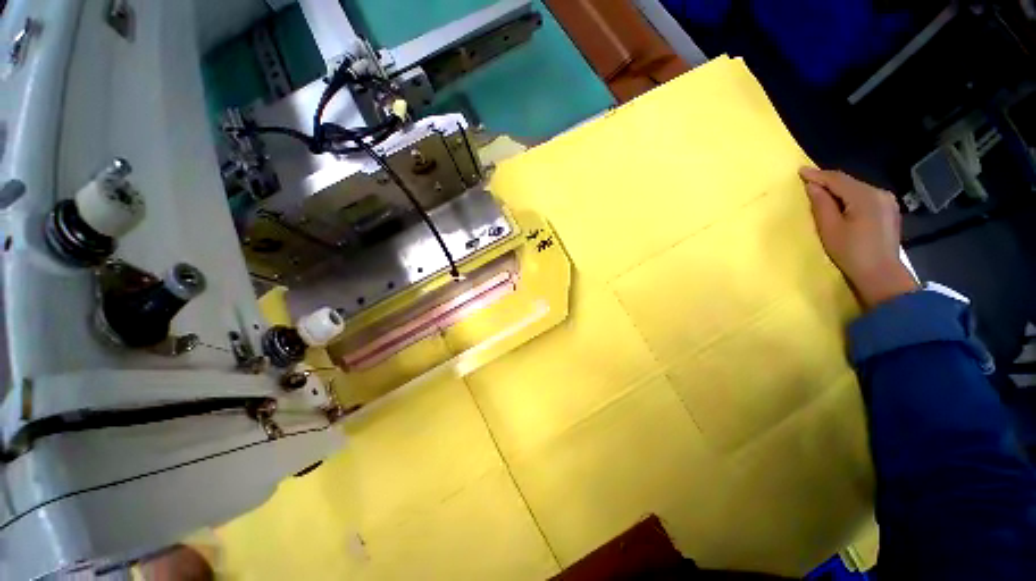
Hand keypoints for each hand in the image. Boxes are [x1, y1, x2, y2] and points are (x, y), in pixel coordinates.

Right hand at [800, 167, 917, 308]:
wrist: (881, 274)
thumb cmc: (851, 252)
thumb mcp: (830, 228)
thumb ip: (822, 204)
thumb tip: (813, 186)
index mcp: (865, 196)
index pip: (837, 179)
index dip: (817, 175)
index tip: (799, 171)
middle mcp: (879, 193)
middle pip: (849, 182)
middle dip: (828, 181)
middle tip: (807, 181)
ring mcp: (887, 202)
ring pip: (856, 189)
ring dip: (838, 189)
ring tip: (820, 191)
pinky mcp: (888, 211)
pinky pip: (864, 197)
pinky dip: (849, 196)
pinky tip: (840, 202)